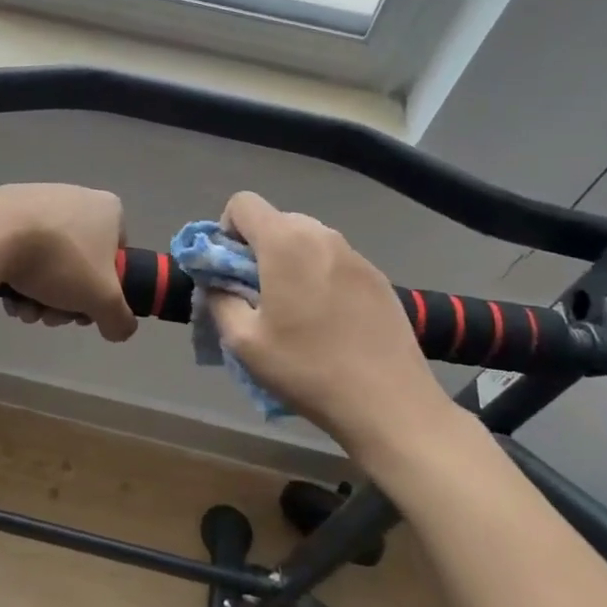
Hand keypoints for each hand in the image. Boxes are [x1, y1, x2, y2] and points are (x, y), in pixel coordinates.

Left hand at [0, 184, 137, 342]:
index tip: (85, 309)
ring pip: (48, 261)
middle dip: (65, 299)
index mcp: (107, 209)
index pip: (116, 255)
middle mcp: (75, 197)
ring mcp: (37, 200)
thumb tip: (119, 329)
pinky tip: (7, 295)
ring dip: (39, 295)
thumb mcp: (103, 300)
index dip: (105, 290)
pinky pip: (19, 248)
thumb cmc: (60, 260)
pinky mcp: (3, 208)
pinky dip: (16, 275)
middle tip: (50, 316)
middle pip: (79, 264)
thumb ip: (120, 319)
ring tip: (24, 310)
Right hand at [205, 193, 465, 461]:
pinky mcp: (378, 277)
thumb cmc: (307, 369)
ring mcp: (356, 255)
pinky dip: (318, 276)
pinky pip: (334, 261)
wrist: (390, 403)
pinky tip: (327, 321)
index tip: (229, 271)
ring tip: (293, 311)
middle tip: (256, 297)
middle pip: (276, 220)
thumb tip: (216, 283)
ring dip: (288, 262)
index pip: (242, 203)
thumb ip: (219, 300)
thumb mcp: (243, 342)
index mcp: (286, 242)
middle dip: (256, 249)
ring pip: (306, 240)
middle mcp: (322, 235)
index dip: (225, 231)